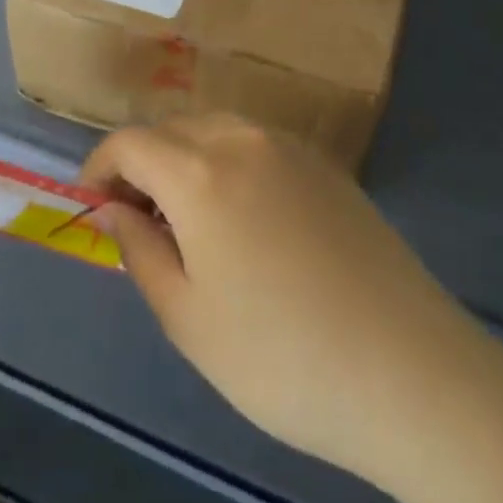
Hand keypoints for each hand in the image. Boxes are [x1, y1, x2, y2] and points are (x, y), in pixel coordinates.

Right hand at [83, 115, 495, 485]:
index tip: (92, 200)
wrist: (410, 373)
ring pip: (217, 129)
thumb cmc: (280, 357)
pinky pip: (258, 144)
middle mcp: (245, 140)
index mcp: (201, 172)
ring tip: (187, 218)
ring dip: (186, 158)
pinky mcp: (329, 167)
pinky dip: (229, 162)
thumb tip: (115, 208)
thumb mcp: (187, 317)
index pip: (131, 142)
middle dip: (143, 162)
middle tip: (138, 218)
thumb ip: (139, 250)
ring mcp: (294, 149)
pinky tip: (243, 216)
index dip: (101, 164)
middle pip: (174, 128)